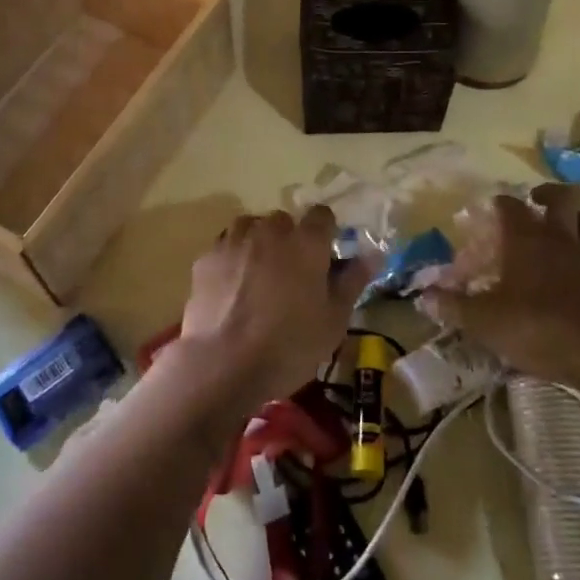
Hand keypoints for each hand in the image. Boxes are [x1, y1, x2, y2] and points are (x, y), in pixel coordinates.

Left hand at [176, 206, 367, 414]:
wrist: (223, 363)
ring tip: (259, 275)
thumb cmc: (289, 345)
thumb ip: (352, 281)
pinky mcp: (206, 258)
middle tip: (291, 274)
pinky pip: (225, 247)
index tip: (325, 257)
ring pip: (251, 227)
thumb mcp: (334, 321)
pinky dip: (232, 259)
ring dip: (258, 242)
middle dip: (289, 239)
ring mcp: (234, 241)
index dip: (326, 232)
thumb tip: (372, 254)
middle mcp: (270, 231)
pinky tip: (232, 287)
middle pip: (284, 221)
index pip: (322, 216)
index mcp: (307, 242)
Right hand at [421, 184, 579, 386]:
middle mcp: (562, 237)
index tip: (490, 210)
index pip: (510, 205)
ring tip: (564, 230)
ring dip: (577, 218)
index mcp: (526, 238)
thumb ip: (454, 307)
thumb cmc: (538, 327)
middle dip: (547, 194)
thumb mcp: (485, 322)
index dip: (499, 204)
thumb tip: (424, 296)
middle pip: (562, 197)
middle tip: (536, 202)